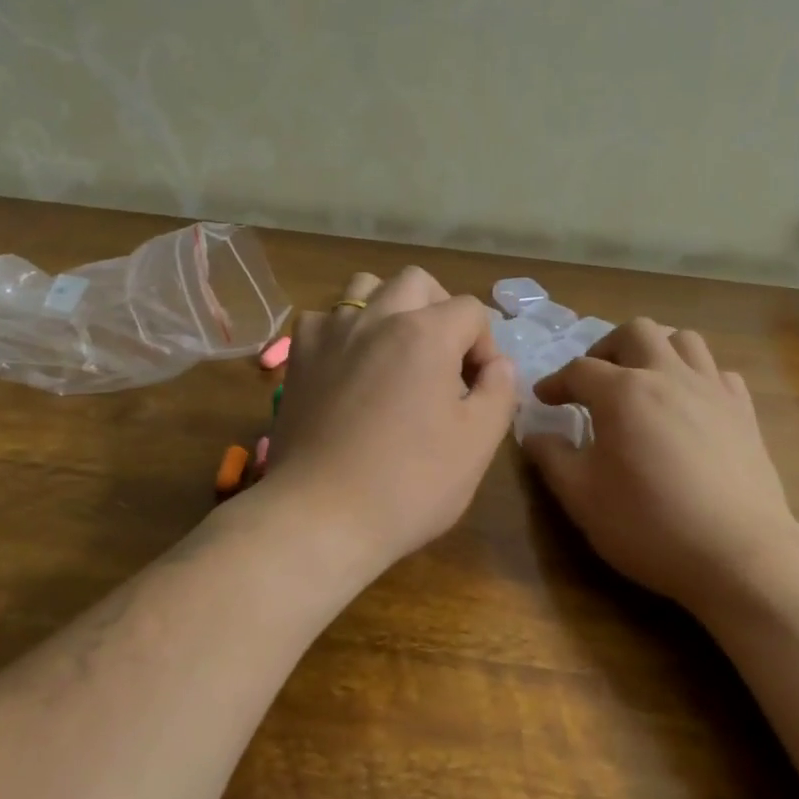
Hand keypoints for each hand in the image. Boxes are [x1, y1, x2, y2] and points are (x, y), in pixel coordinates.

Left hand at [262, 267, 516, 574]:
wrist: (321, 516)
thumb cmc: (409, 483)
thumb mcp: (478, 442)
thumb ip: (499, 390)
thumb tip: (498, 364)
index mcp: (425, 333)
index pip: (470, 311)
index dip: (485, 345)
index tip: (479, 387)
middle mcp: (376, 317)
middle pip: (418, 282)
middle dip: (440, 310)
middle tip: (445, 359)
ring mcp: (331, 332)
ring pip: (365, 287)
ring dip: (390, 307)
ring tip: (396, 350)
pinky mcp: (298, 356)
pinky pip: (325, 319)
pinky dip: (344, 330)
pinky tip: (349, 365)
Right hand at [522, 319, 798, 613]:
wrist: (738, 555)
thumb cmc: (649, 525)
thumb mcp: (582, 497)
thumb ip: (551, 458)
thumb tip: (534, 433)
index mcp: (623, 392)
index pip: (579, 370)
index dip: (555, 382)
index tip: (544, 400)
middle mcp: (668, 376)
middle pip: (635, 332)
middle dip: (607, 348)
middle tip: (595, 381)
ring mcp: (712, 390)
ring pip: (684, 340)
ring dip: (656, 350)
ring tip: (643, 380)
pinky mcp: (744, 411)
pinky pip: (718, 372)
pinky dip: (697, 377)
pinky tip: (688, 405)